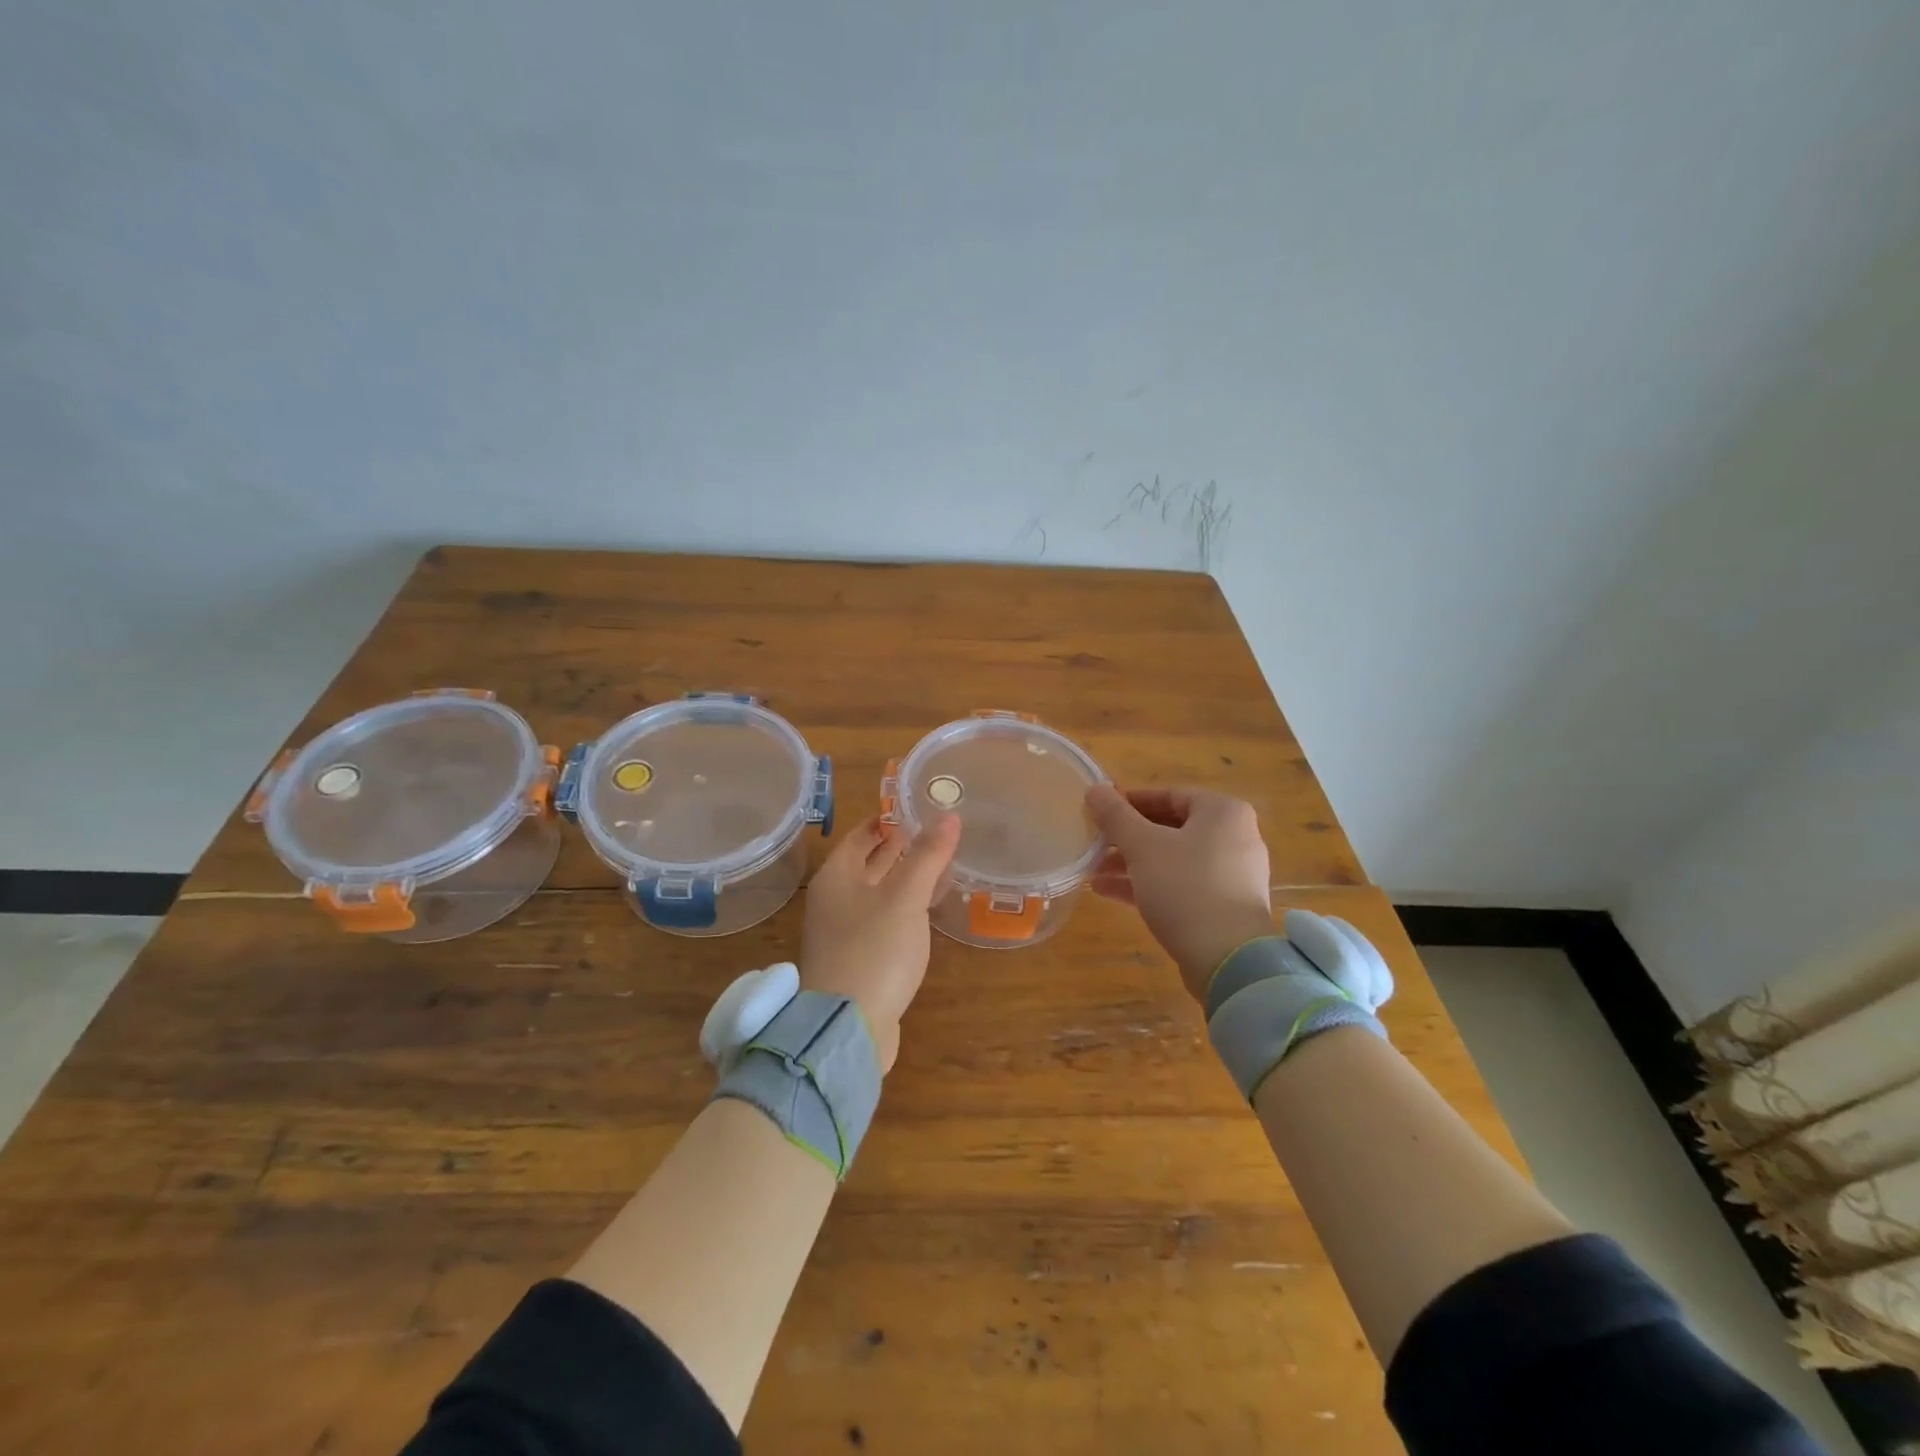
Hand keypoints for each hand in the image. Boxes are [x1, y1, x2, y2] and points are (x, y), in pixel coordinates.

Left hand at [799, 813, 961, 1072]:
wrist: (847, 1028)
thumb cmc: (874, 950)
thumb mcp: (905, 897)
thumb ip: (927, 856)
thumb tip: (949, 816)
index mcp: (837, 876)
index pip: (862, 835)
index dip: (889, 819)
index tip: (920, 806)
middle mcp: (835, 900)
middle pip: (869, 863)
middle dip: (901, 847)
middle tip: (939, 831)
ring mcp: (844, 932)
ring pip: (878, 893)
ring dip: (906, 878)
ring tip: (942, 863)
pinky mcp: (858, 960)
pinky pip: (883, 921)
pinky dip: (905, 908)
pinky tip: (929, 909)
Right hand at [1086, 785, 1273, 999]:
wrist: (1228, 959)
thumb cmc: (1185, 887)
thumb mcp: (1142, 846)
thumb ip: (1115, 816)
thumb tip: (1094, 789)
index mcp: (1222, 812)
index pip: (1168, 795)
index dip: (1129, 802)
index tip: (1098, 812)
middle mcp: (1234, 837)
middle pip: (1170, 828)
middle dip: (1127, 838)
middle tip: (1094, 843)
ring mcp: (1232, 874)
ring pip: (1173, 859)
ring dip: (1132, 863)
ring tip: (1092, 871)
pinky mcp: (1225, 906)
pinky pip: (1182, 884)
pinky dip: (1149, 884)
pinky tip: (1109, 892)